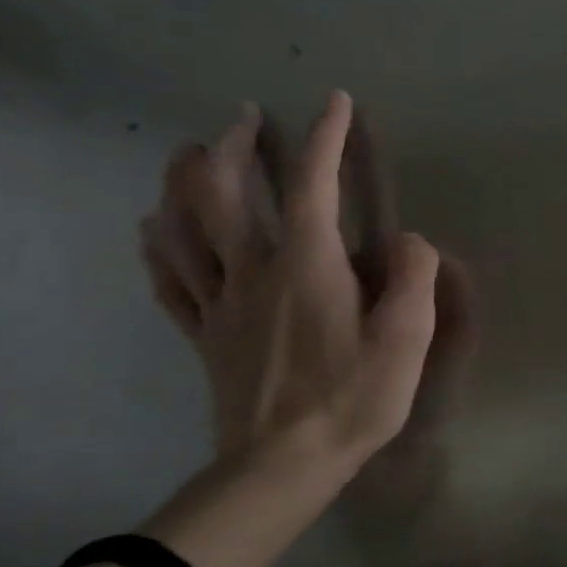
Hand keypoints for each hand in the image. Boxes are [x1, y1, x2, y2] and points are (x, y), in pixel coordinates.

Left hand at [138, 91, 452, 482]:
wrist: (283, 465)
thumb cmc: (355, 398)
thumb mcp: (408, 337)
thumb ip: (413, 276)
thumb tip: (405, 240)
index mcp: (307, 265)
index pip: (314, 185)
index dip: (325, 137)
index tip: (335, 101)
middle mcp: (254, 270)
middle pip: (224, 193)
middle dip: (232, 145)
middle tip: (244, 116)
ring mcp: (219, 302)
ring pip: (183, 227)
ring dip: (184, 181)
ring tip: (190, 153)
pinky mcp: (203, 334)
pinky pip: (169, 279)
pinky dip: (158, 244)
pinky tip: (153, 228)